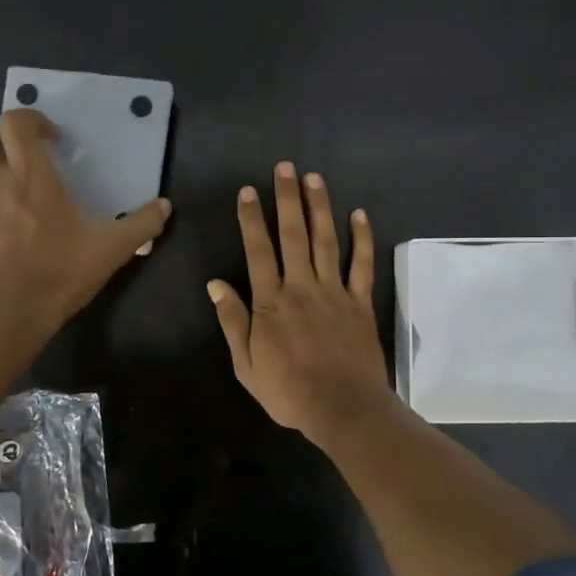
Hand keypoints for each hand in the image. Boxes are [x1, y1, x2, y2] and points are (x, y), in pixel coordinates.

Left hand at [0, 109, 170, 332]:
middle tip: (24, 153)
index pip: (15, 123)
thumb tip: (165, 206)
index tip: (53, 138)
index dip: (32, 120)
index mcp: (31, 176)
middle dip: (0, 137)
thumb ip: (142, 223)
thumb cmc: (62, 272)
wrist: (14, 314)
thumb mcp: (112, 248)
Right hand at [207, 162, 393, 444]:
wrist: (342, 408)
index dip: (252, 219)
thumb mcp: (246, 364)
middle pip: (294, 235)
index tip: (249, 191)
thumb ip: (233, 321)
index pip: (258, 251)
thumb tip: (214, 284)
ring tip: (314, 178)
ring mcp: (334, 292)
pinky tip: (359, 215)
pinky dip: (361, 239)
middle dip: (288, 199)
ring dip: (320, 207)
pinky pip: (361, 265)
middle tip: (285, 167)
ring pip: (327, 241)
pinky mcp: (360, 302)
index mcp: (271, 302)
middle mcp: (302, 287)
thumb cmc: (289, 391)